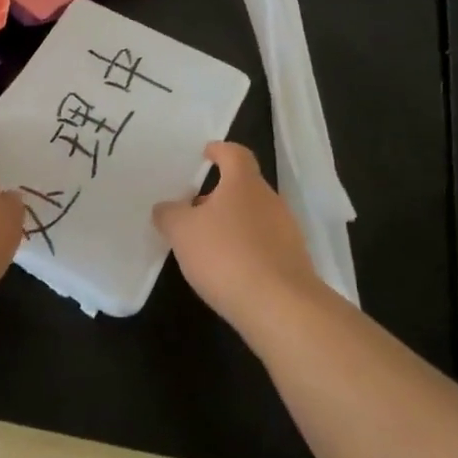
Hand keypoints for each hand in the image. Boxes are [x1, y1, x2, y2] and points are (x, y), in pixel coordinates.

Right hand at [154, 143, 323, 322]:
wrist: (280, 306)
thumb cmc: (226, 255)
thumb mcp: (182, 232)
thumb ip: (170, 215)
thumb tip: (165, 208)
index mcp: (244, 184)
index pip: (235, 154)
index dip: (219, 151)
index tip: (206, 153)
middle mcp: (270, 201)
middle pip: (244, 187)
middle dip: (219, 194)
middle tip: (194, 208)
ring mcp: (286, 232)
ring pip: (254, 217)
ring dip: (232, 224)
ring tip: (207, 244)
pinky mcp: (293, 262)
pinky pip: (264, 245)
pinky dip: (245, 249)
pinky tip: (228, 270)